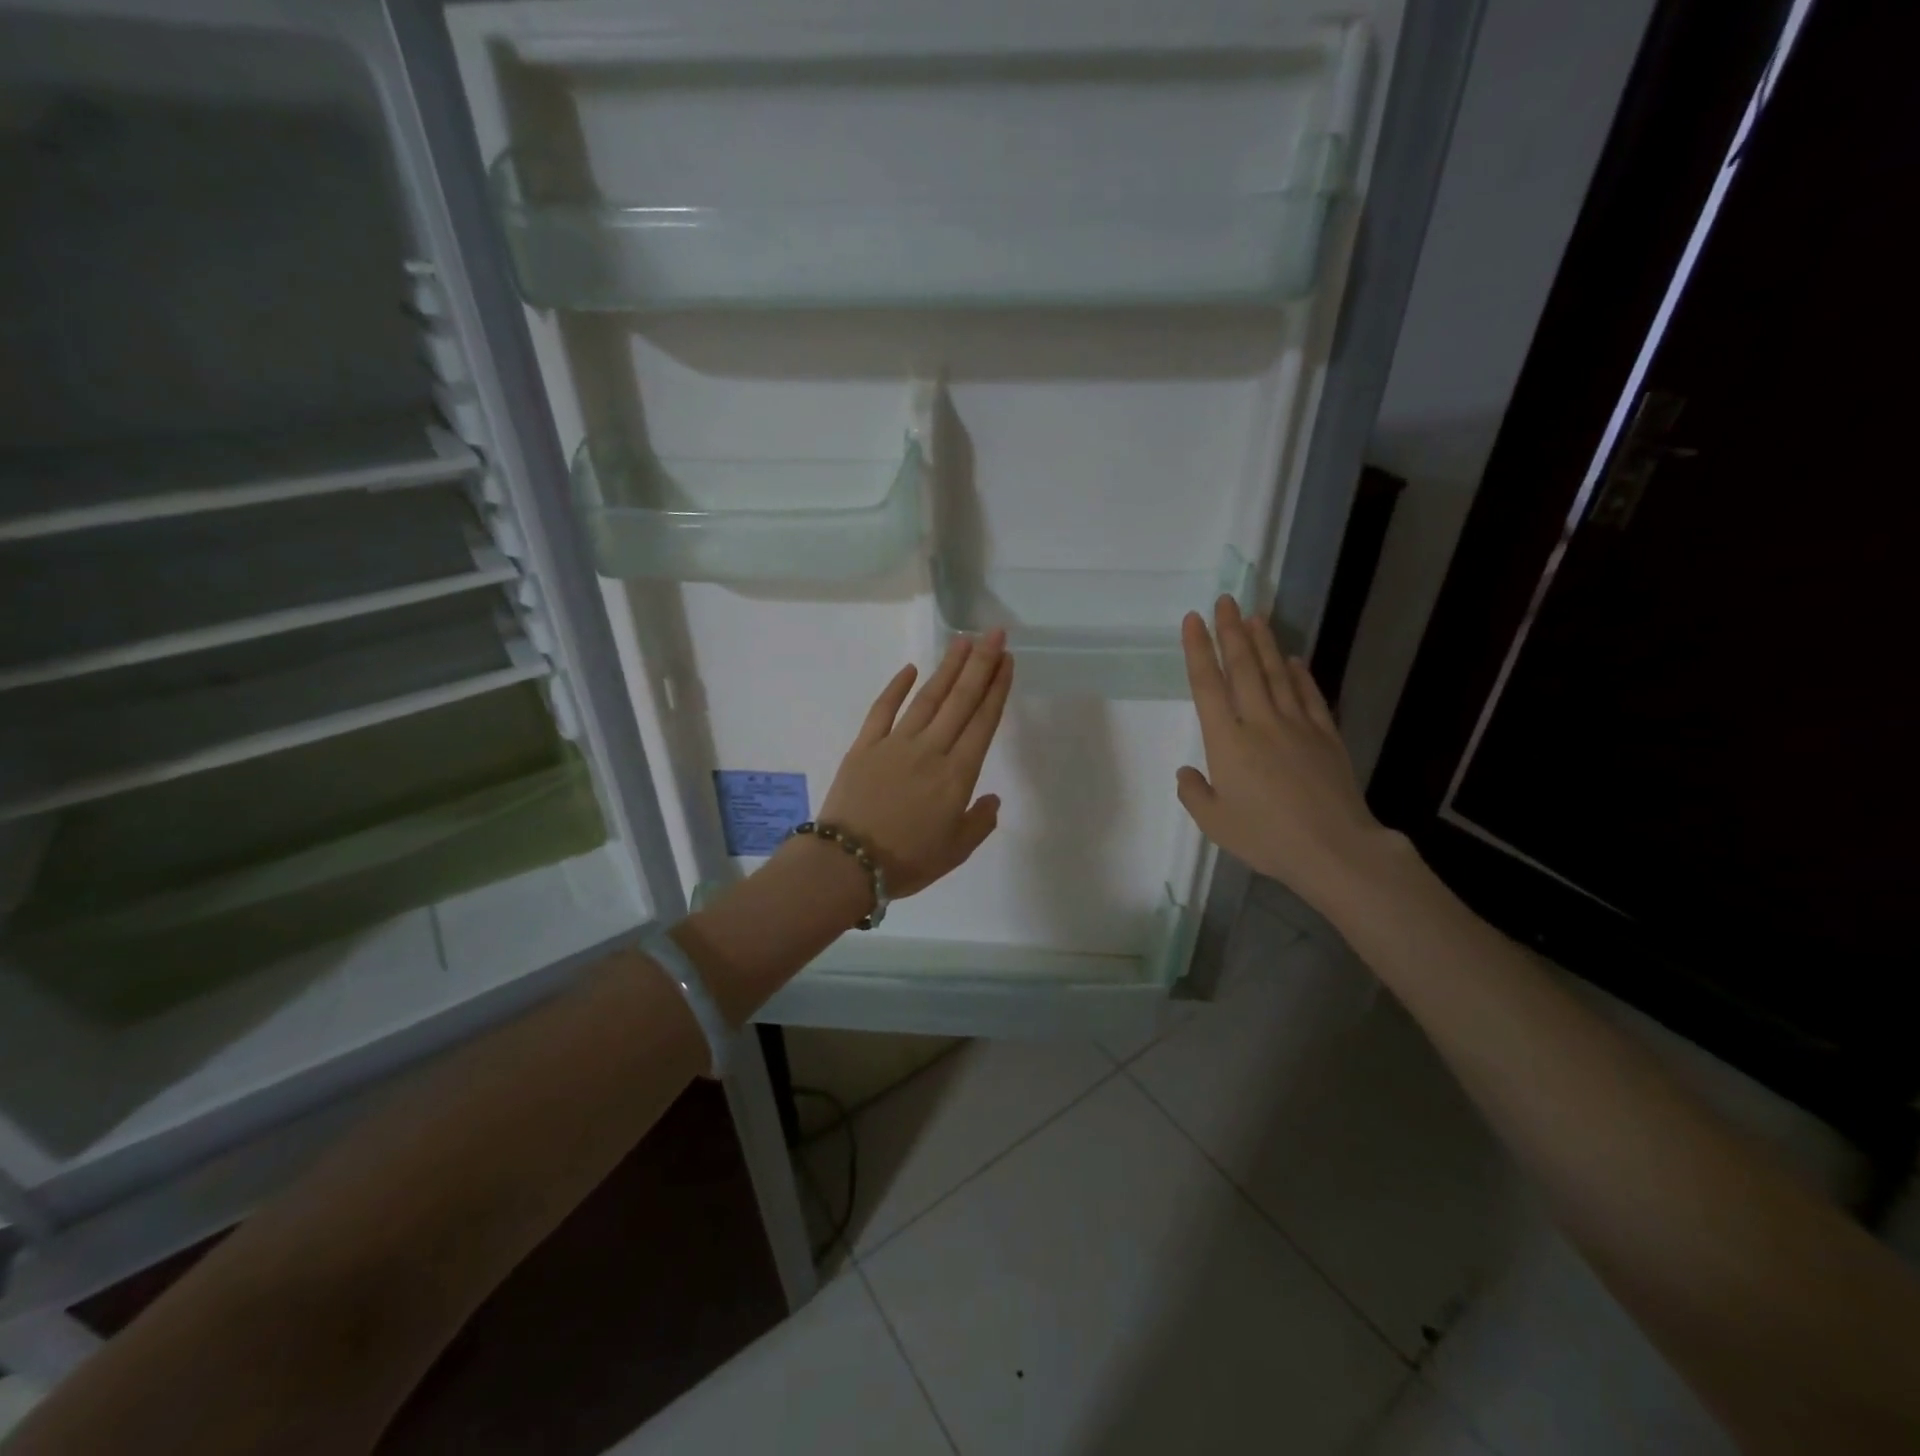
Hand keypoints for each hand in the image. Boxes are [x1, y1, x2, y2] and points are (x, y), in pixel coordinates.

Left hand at [817, 631, 1013, 898]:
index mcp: (957, 775)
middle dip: (980, 664)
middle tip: (994, 634)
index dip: (997, 689)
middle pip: (960, 700)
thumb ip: (979, 822)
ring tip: (962, 641)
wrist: (848, 863)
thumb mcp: (956, 851)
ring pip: (927, 698)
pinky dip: (897, 687)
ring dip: (947, 668)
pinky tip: (911, 669)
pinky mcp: (865, 745)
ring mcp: (895, 743)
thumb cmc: (907, 861)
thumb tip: (992, 797)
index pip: (983, 722)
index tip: (1007, 661)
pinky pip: (883, 709)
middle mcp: (931, 750)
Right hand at [1177, 597, 1405, 912]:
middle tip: (1225, 600)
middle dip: (1231, 631)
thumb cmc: (1266, 838)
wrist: (1334, 850)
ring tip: (1255, 616)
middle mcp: (1260, 722)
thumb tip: (1187, 771)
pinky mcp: (1326, 736)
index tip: (1193, 620)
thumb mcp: (1215, 823)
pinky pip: (1310, 696)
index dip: (1199, 651)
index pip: (1208, 686)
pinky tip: (1295, 659)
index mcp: (1228, 741)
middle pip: (1244, 668)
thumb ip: (1194, 793)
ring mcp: (1297, 726)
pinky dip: (1300, 674)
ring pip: (1278, 674)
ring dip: (1265, 642)